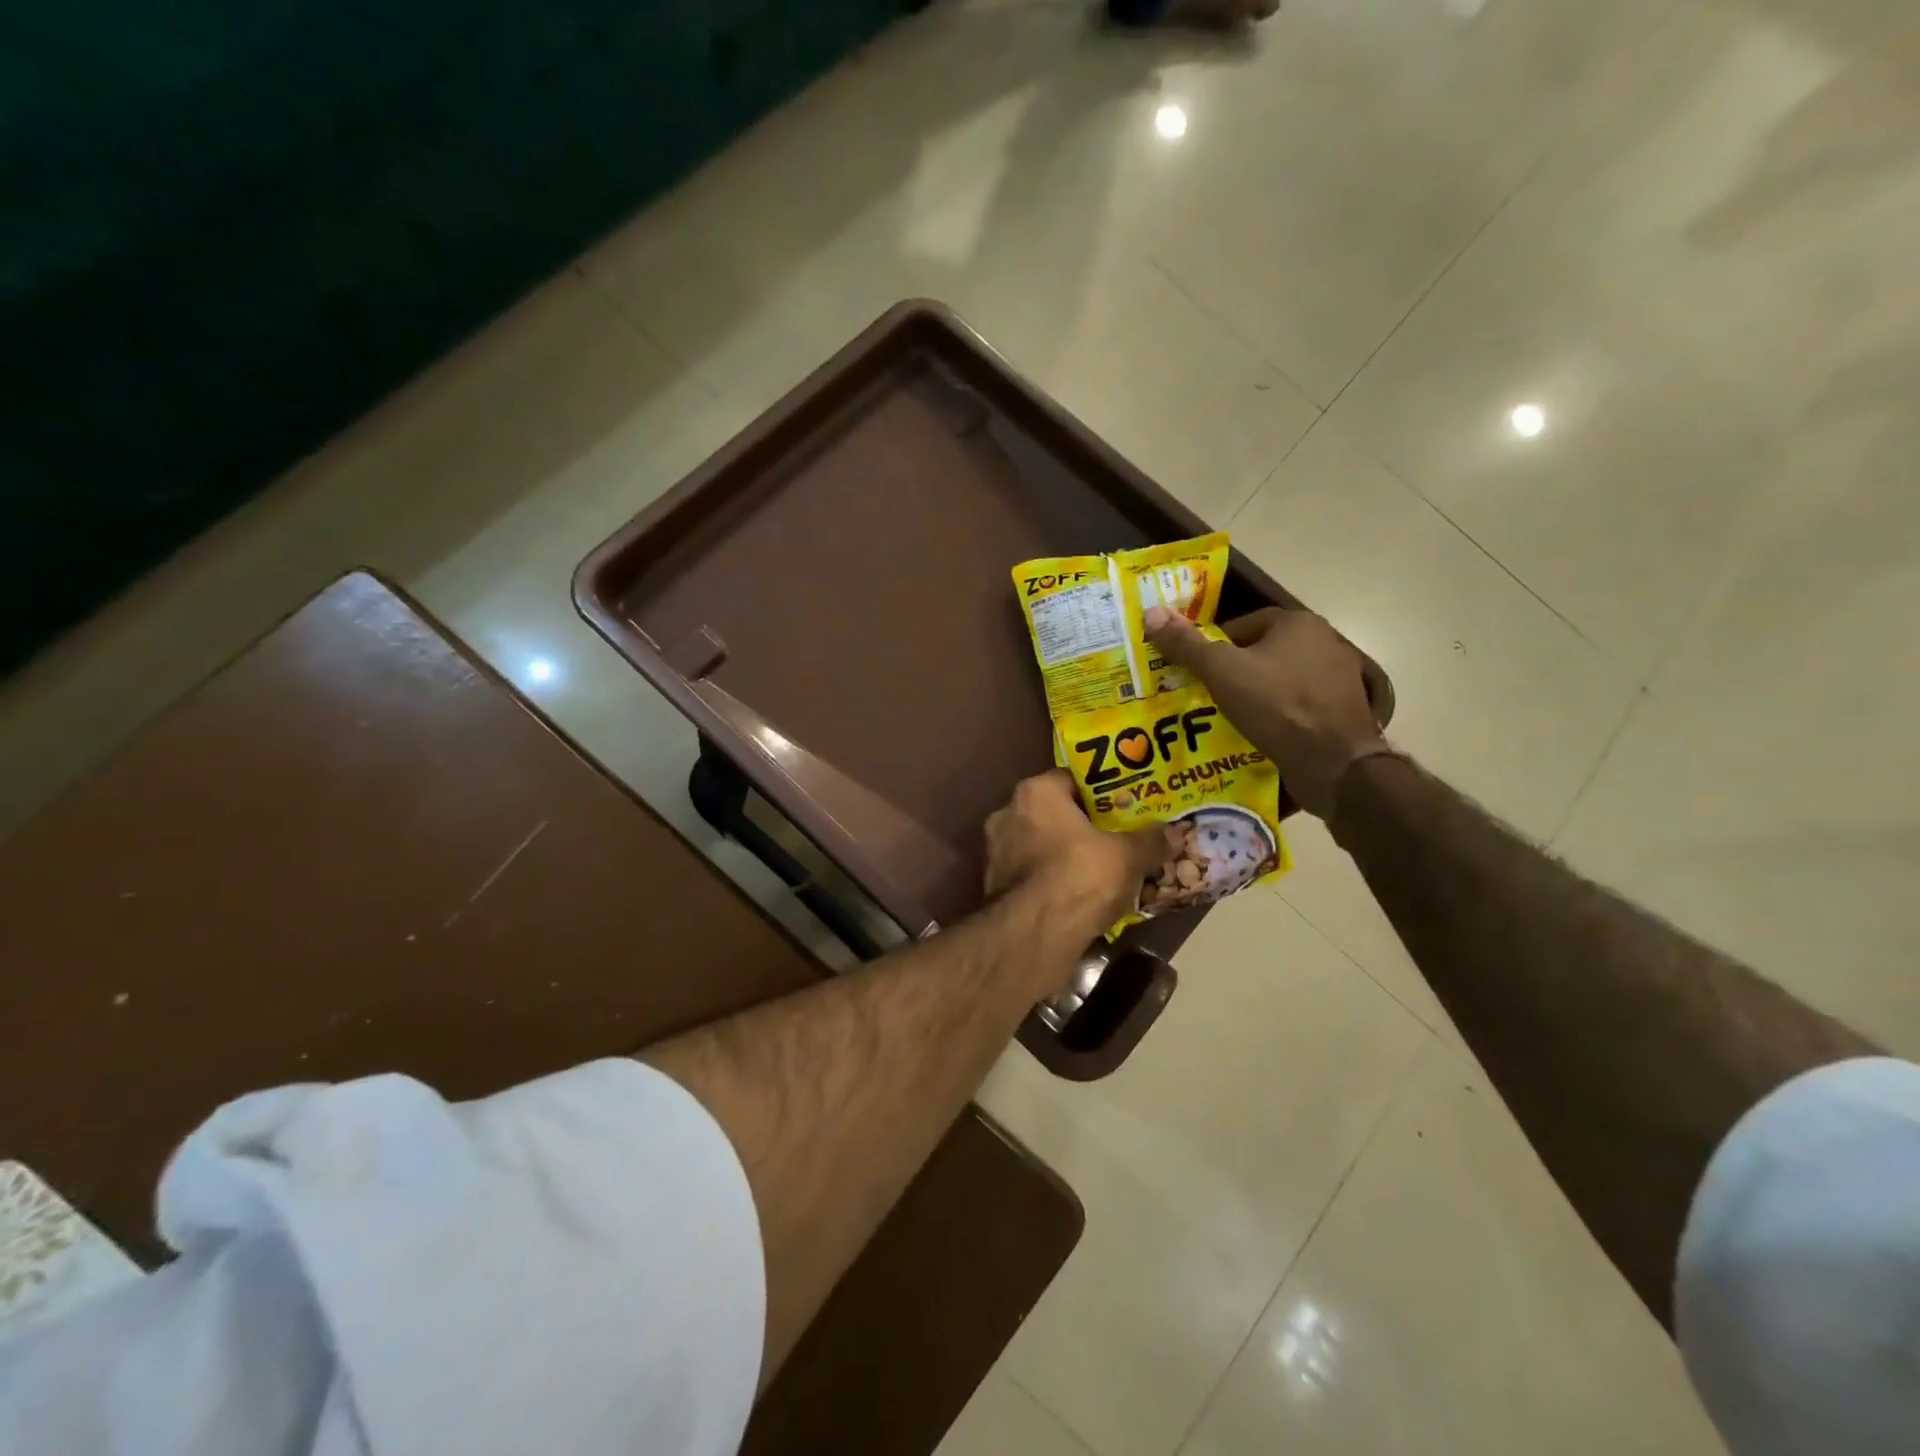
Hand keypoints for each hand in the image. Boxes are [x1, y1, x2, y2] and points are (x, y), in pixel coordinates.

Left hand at [984, 771, 1169, 937]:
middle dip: (1083, 827)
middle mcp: (1008, 813)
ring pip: (1041, 845)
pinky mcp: (993, 885)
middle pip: (1054, 813)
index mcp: (1035, 792)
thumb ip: (1150, 840)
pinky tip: (1076, 897)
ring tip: (1100, 872)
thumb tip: (1172, 833)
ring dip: (1066, 855)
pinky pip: (1031, 874)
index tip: (1124, 807)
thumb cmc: (1079, 877)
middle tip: (1115, 840)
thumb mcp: (1128, 857)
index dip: (1101, 792)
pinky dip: (1051, 881)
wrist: (1033, 935)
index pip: (1071, 779)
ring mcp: (996, 851)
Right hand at [1144, 605, 1386, 820]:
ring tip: (1230, 716)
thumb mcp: (1221, 671)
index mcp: (1298, 622)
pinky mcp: (1344, 710)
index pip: (1244, 624)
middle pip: (1264, 651)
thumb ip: (1186, 644)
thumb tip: (1151, 613)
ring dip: (1258, 694)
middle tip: (1208, 694)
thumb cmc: (1275, 705)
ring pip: (1282, 679)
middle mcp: (1325, 641)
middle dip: (1236, 671)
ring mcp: (1339, 677)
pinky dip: (1279, 715)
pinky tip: (1260, 733)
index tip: (1198, 671)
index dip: (1216, 646)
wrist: (1334, 761)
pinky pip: (1300, 705)